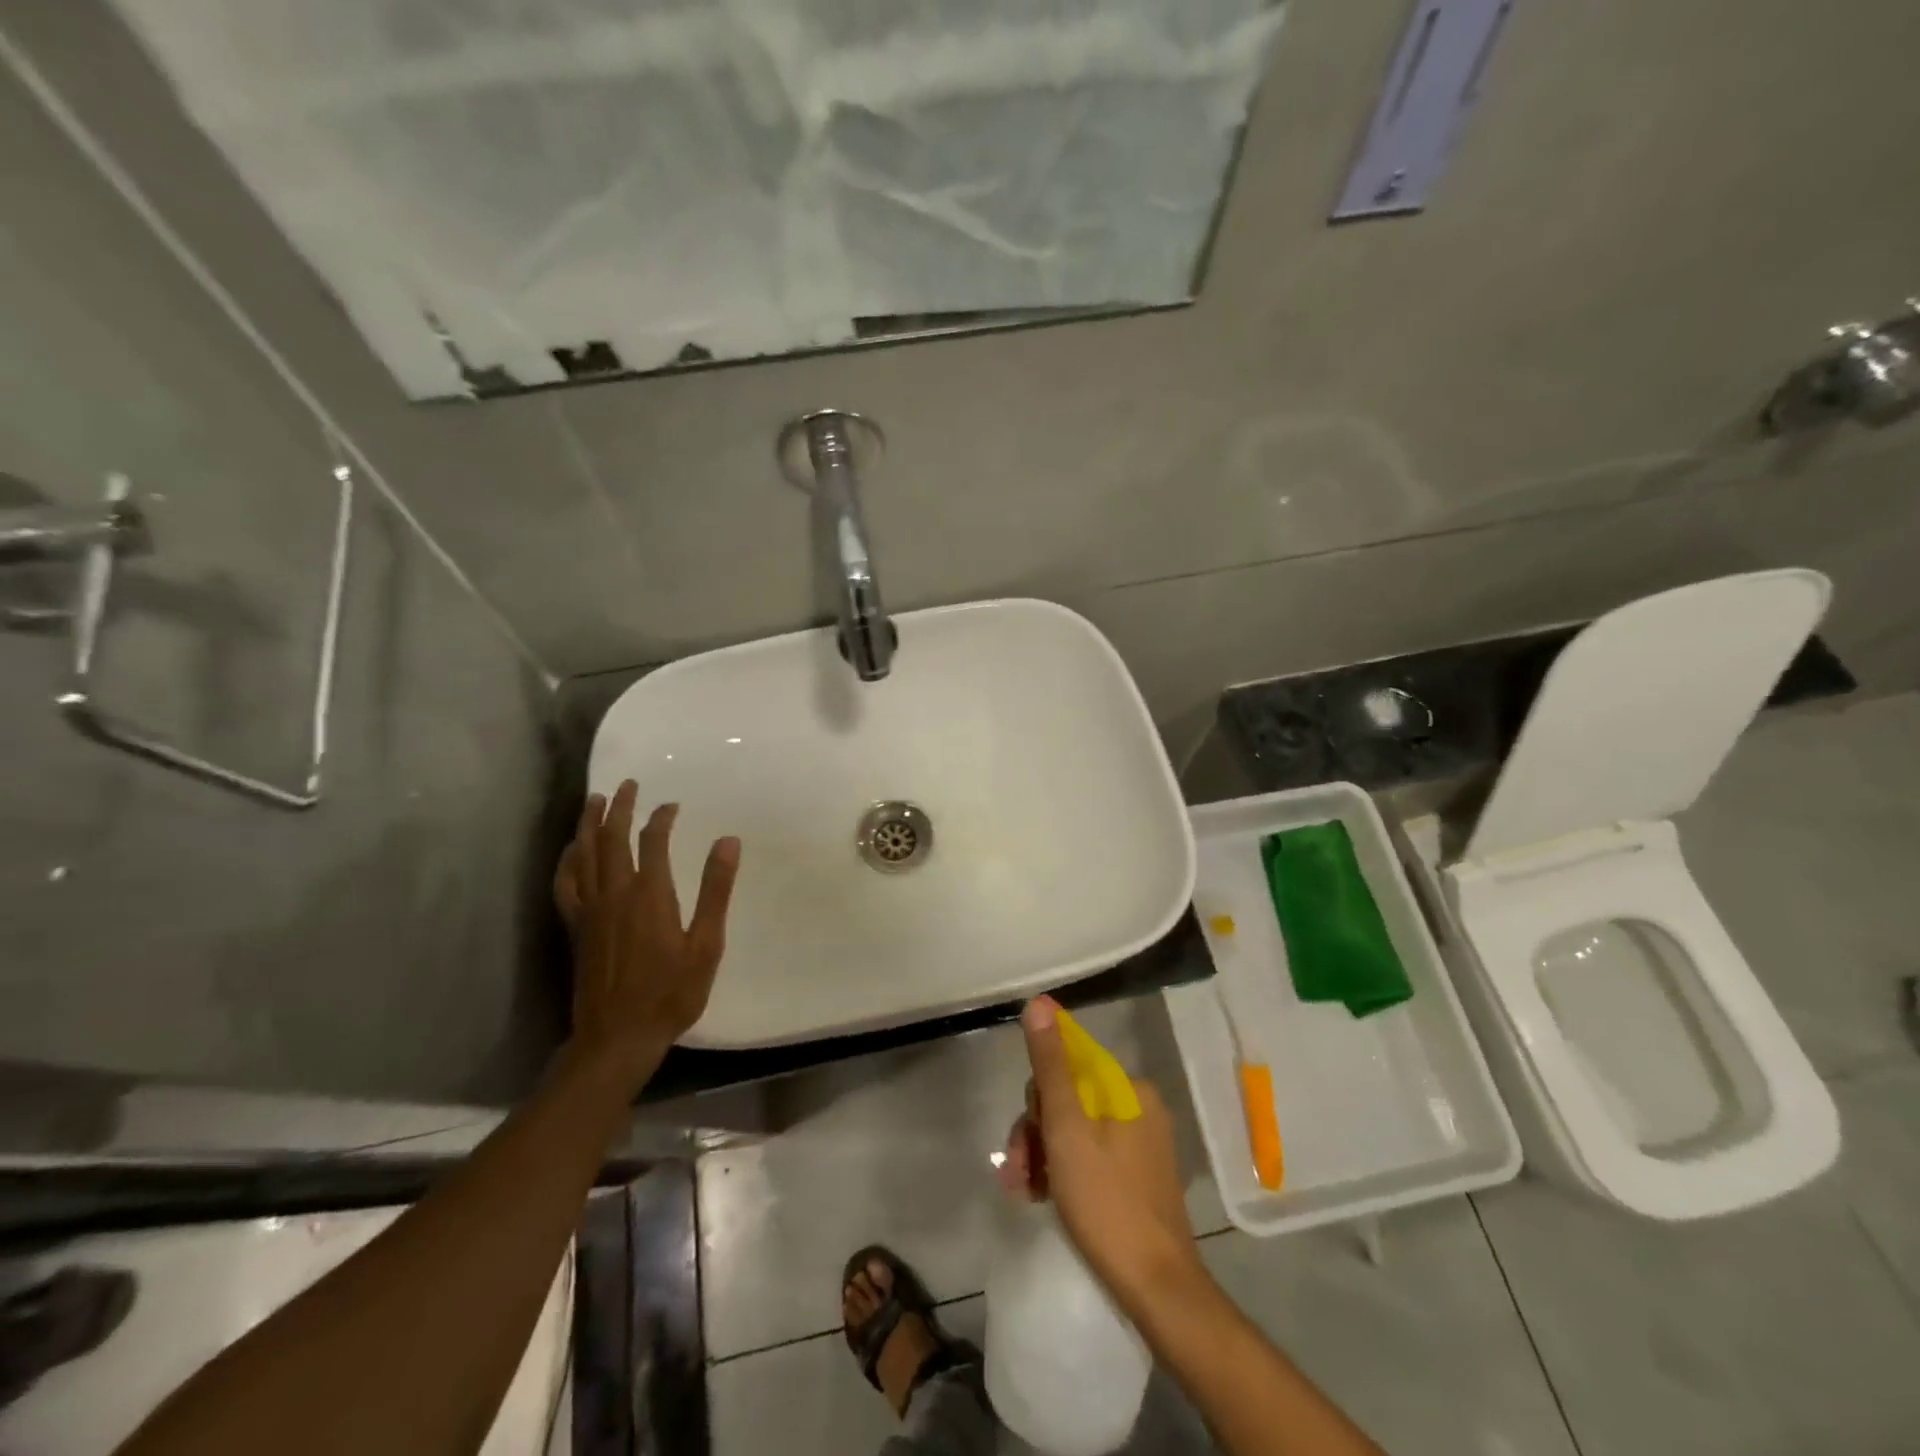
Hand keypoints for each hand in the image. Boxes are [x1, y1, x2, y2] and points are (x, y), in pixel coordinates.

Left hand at [553, 781, 740, 1091]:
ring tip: (594, 801)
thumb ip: (715, 890)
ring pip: (584, 855)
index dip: (661, 818)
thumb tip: (728, 841)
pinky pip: (566, 883)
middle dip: (619, 807)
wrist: (618, 1037)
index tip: (672, 805)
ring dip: (589, 824)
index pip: (652, 841)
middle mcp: (615, 893)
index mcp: (649, 894)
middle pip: (611, 838)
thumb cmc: (671, 992)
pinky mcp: (576, 927)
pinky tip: (572, 851)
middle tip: (627, 784)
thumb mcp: (706, 944)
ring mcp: (590, 910)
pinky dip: (567, 860)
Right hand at [1000, 996, 1200, 1303]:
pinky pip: (1090, 1156)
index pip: (1068, 1067)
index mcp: (1129, 1089)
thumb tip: (1039, 1002)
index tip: (1027, 1136)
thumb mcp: (1066, 1128)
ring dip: (1043, 1155)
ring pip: (1075, 1131)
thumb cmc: (1106, 1202)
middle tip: (1018, 1171)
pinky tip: (1042, 1196)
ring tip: (1024, 1190)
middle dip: (1036, 1132)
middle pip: (1069, 1100)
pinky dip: (1063, 1171)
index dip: (1038, 1099)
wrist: (1156, 1289)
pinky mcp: (1138, 1177)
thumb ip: (1051, 1065)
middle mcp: (1139, 1108)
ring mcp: (1141, 1144)